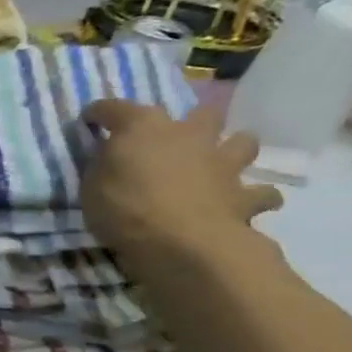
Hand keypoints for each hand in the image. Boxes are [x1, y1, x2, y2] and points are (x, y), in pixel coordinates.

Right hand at [80, 100, 282, 267]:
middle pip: (201, 114)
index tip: (90, 119)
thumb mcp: (91, 185)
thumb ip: (103, 165)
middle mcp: (189, 135)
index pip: (115, 108)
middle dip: (192, 122)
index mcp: (143, 128)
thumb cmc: (124, 208)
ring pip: (244, 142)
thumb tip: (109, 155)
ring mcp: (223, 163)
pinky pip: (261, 193)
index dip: (100, 112)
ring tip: (219, 164)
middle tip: (175, 139)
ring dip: (233, 149)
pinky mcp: (245, 196)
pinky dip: (255, 197)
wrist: (181, 243)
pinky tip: (244, 203)